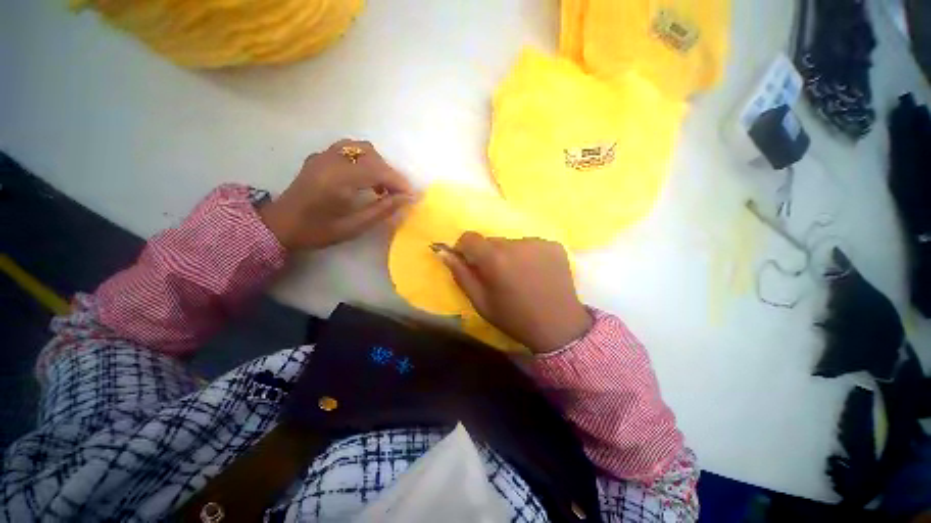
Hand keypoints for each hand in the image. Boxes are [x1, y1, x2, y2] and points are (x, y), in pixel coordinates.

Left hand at [259, 140, 414, 249]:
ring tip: (381, 186)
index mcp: (337, 179)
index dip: (398, 181)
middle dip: (389, 173)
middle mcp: (331, 160)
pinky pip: (349, 149)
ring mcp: (323, 155)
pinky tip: (364, 178)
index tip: (411, 195)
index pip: (377, 170)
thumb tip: (407, 198)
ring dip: (377, 164)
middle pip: (371, 155)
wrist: (280, 225)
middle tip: (396, 194)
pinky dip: (364, 160)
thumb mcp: (354, 226)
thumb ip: (382, 210)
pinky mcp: (320, 156)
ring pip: (361, 148)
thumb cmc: (317, 231)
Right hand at [440, 232, 592, 353]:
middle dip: (489, 255)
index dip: (465, 249)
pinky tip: (536, 273)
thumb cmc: (514, 318)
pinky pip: (531, 245)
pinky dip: (528, 255)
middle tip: (498, 276)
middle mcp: (516, 243)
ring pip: (512, 243)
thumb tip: (443, 252)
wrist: (559, 326)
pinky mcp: (554, 245)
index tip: (470, 264)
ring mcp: (538, 242)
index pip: (469, 237)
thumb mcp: (481, 302)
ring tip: (519, 276)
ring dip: (509, 255)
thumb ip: (461, 274)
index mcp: (495, 258)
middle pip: (492, 241)